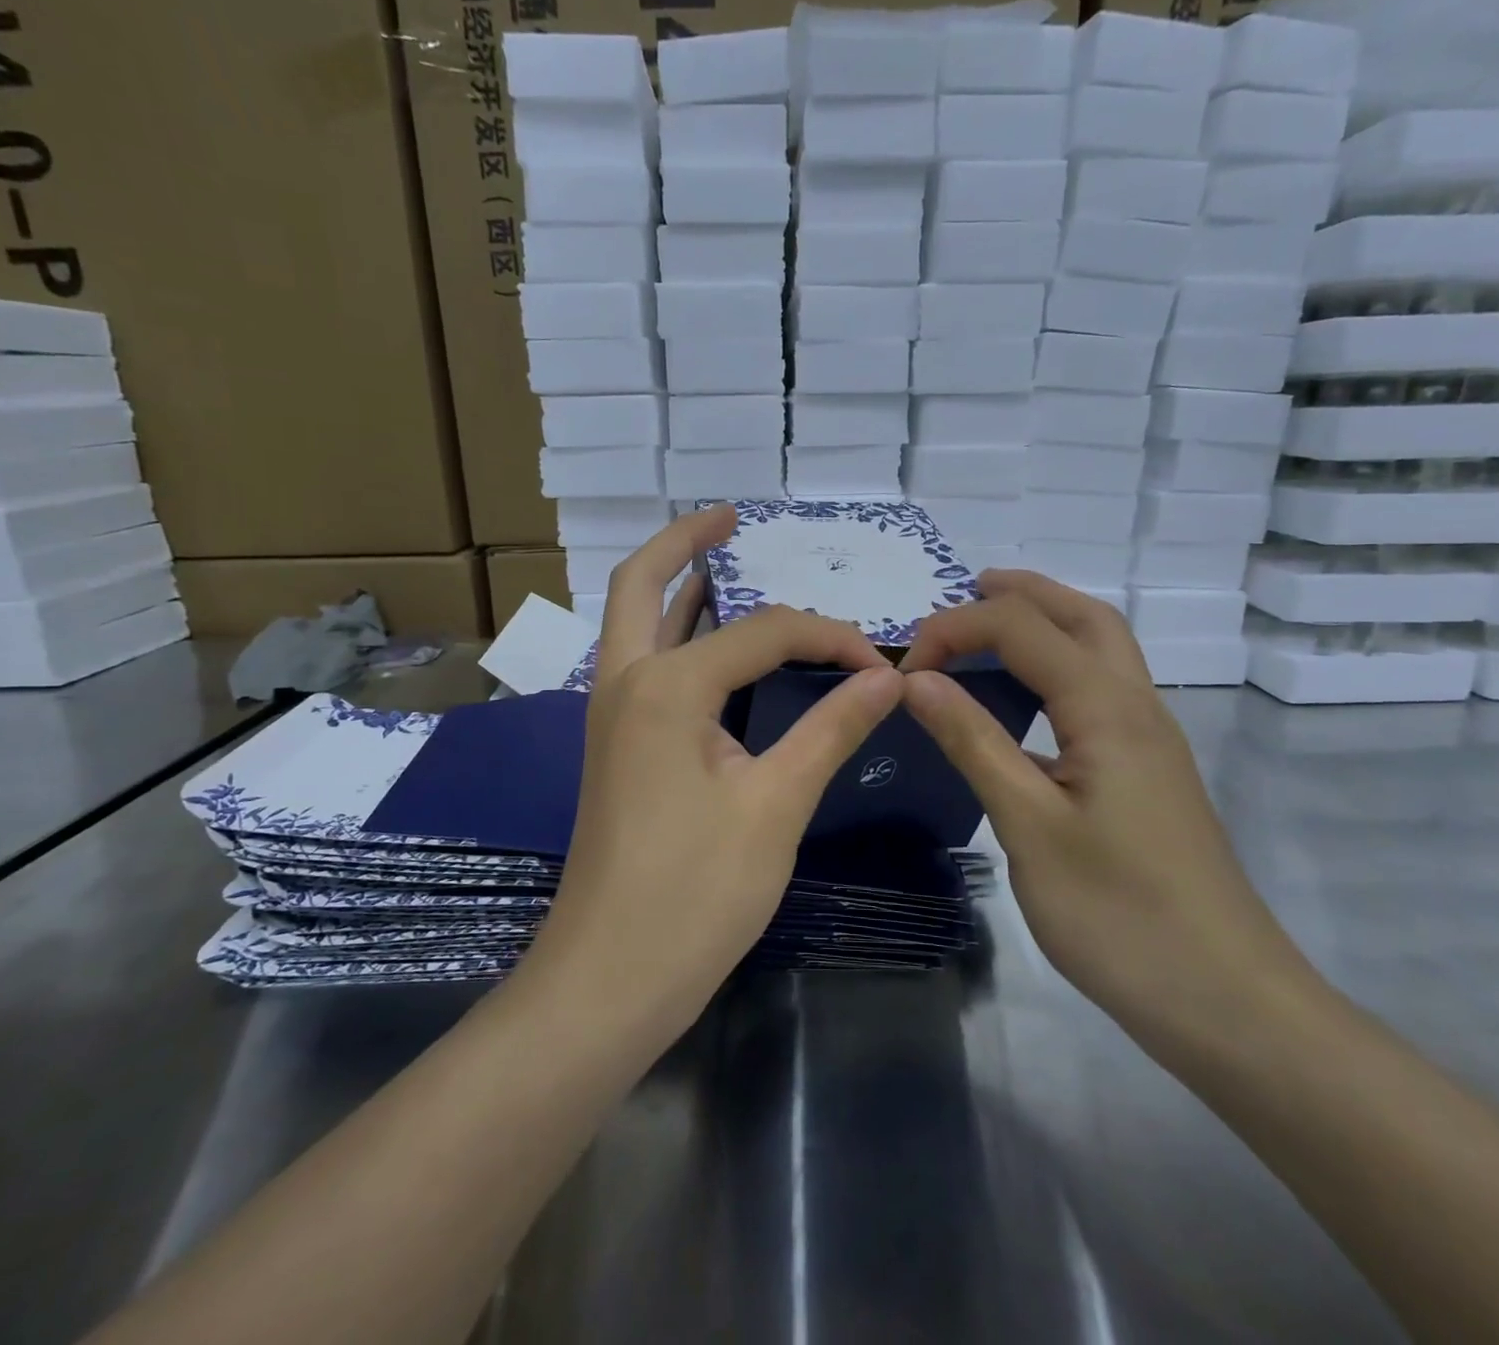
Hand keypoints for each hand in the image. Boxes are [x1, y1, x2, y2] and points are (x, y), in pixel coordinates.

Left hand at [526, 505, 905, 1032]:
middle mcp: (625, 682)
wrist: (609, 980)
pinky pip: (647, 664)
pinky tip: (722, 648)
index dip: (829, 639)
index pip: (763, 631)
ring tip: (729, 564)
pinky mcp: (618, 746)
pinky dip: (679, 635)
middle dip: (686, 541)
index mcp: (664, 686)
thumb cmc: (696, 894)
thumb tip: (889, 678)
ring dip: (676, 585)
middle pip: (642, 583)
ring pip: (637, 622)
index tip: (882, 669)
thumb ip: (831, 729)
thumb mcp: (777, 805)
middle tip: (733, 517)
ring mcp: (612, 714)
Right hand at [900, 570, 1311, 1034]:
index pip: (1022, 628)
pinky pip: (1102, 689)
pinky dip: (1059, 666)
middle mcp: (1137, 706)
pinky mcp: (1149, 772)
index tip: (903, 671)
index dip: (955, 630)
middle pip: (1083, 616)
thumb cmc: (1119, 915)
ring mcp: (1150, 740)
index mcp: (1107, 709)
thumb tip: (917, 680)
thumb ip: (973, 742)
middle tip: (965, 591)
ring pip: (1102, 649)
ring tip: (990, 627)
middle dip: (1022, 593)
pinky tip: (1027, 701)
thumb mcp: (1029, 826)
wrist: (1226, 1000)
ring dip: (1047, 622)